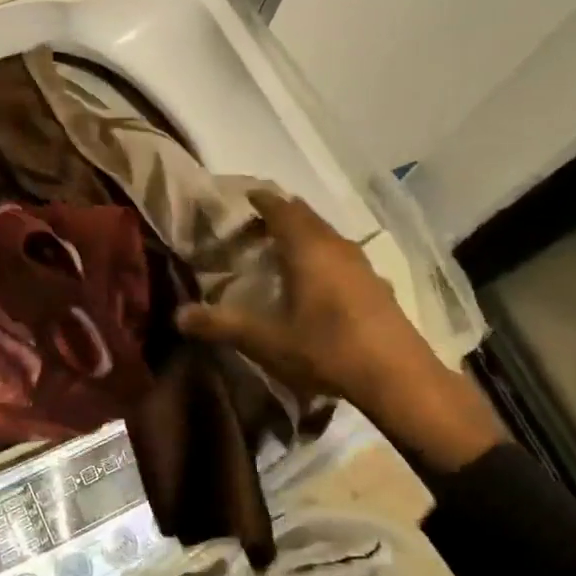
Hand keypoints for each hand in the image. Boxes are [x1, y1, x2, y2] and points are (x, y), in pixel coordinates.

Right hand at [176, 190, 505, 471]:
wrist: (398, 377)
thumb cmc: (326, 350)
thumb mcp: (266, 341)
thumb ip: (221, 325)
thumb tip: (178, 316)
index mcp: (307, 248)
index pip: (281, 207)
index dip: (261, 200)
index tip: (244, 197)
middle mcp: (336, 246)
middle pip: (305, 216)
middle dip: (279, 215)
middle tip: (254, 227)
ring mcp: (361, 264)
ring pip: (326, 235)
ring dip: (303, 235)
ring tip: (281, 250)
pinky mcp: (376, 284)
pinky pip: (341, 255)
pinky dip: (322, 255)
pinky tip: (316, 281)